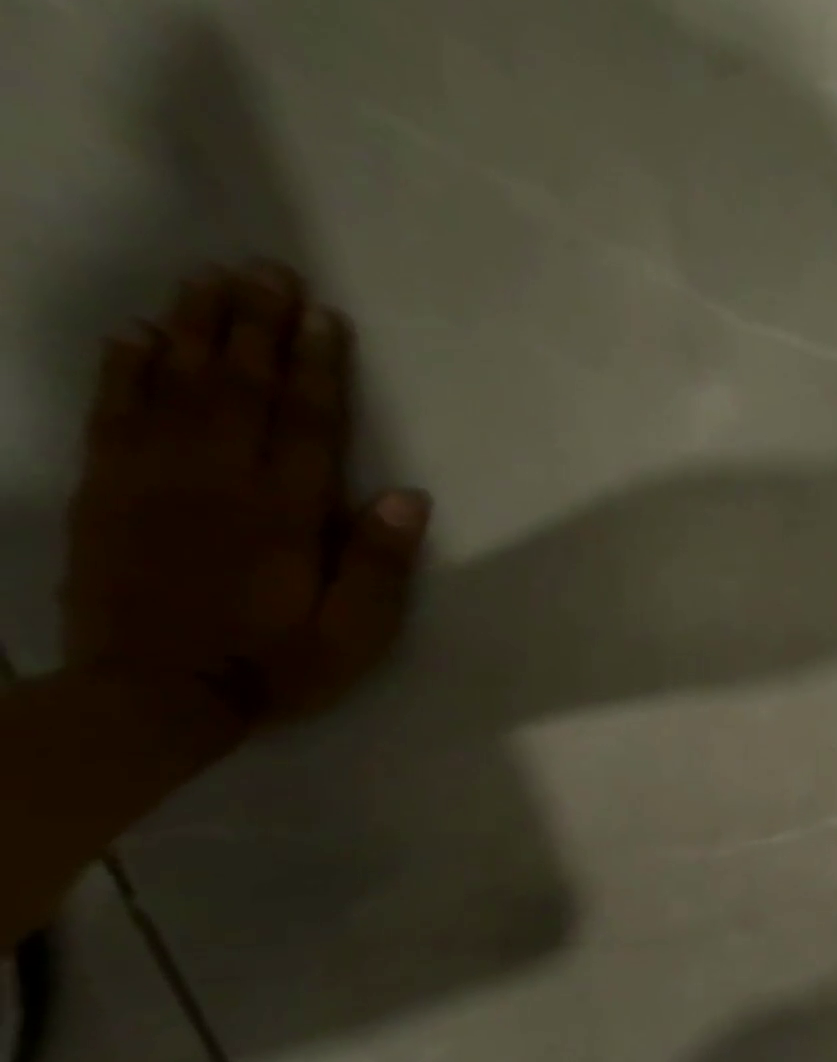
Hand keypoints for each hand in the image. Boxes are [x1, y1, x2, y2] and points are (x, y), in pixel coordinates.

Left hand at [61, 261, 429, 726]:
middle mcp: (217, 480)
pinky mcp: (105, 490)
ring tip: (211, 279)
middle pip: (239, 386)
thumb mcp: (355, 632)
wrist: (155, 695)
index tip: (325, 317)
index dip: (318, 367)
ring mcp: (152, 478)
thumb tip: (409, 497)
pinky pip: (112, 411)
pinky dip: (124, 367)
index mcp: (285, 514)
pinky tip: (138, 333)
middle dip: (256, 325)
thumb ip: (381, 564)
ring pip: (174, 385)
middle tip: (267, 269)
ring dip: (195, 328)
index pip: (307, 423)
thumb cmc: (277, 664)